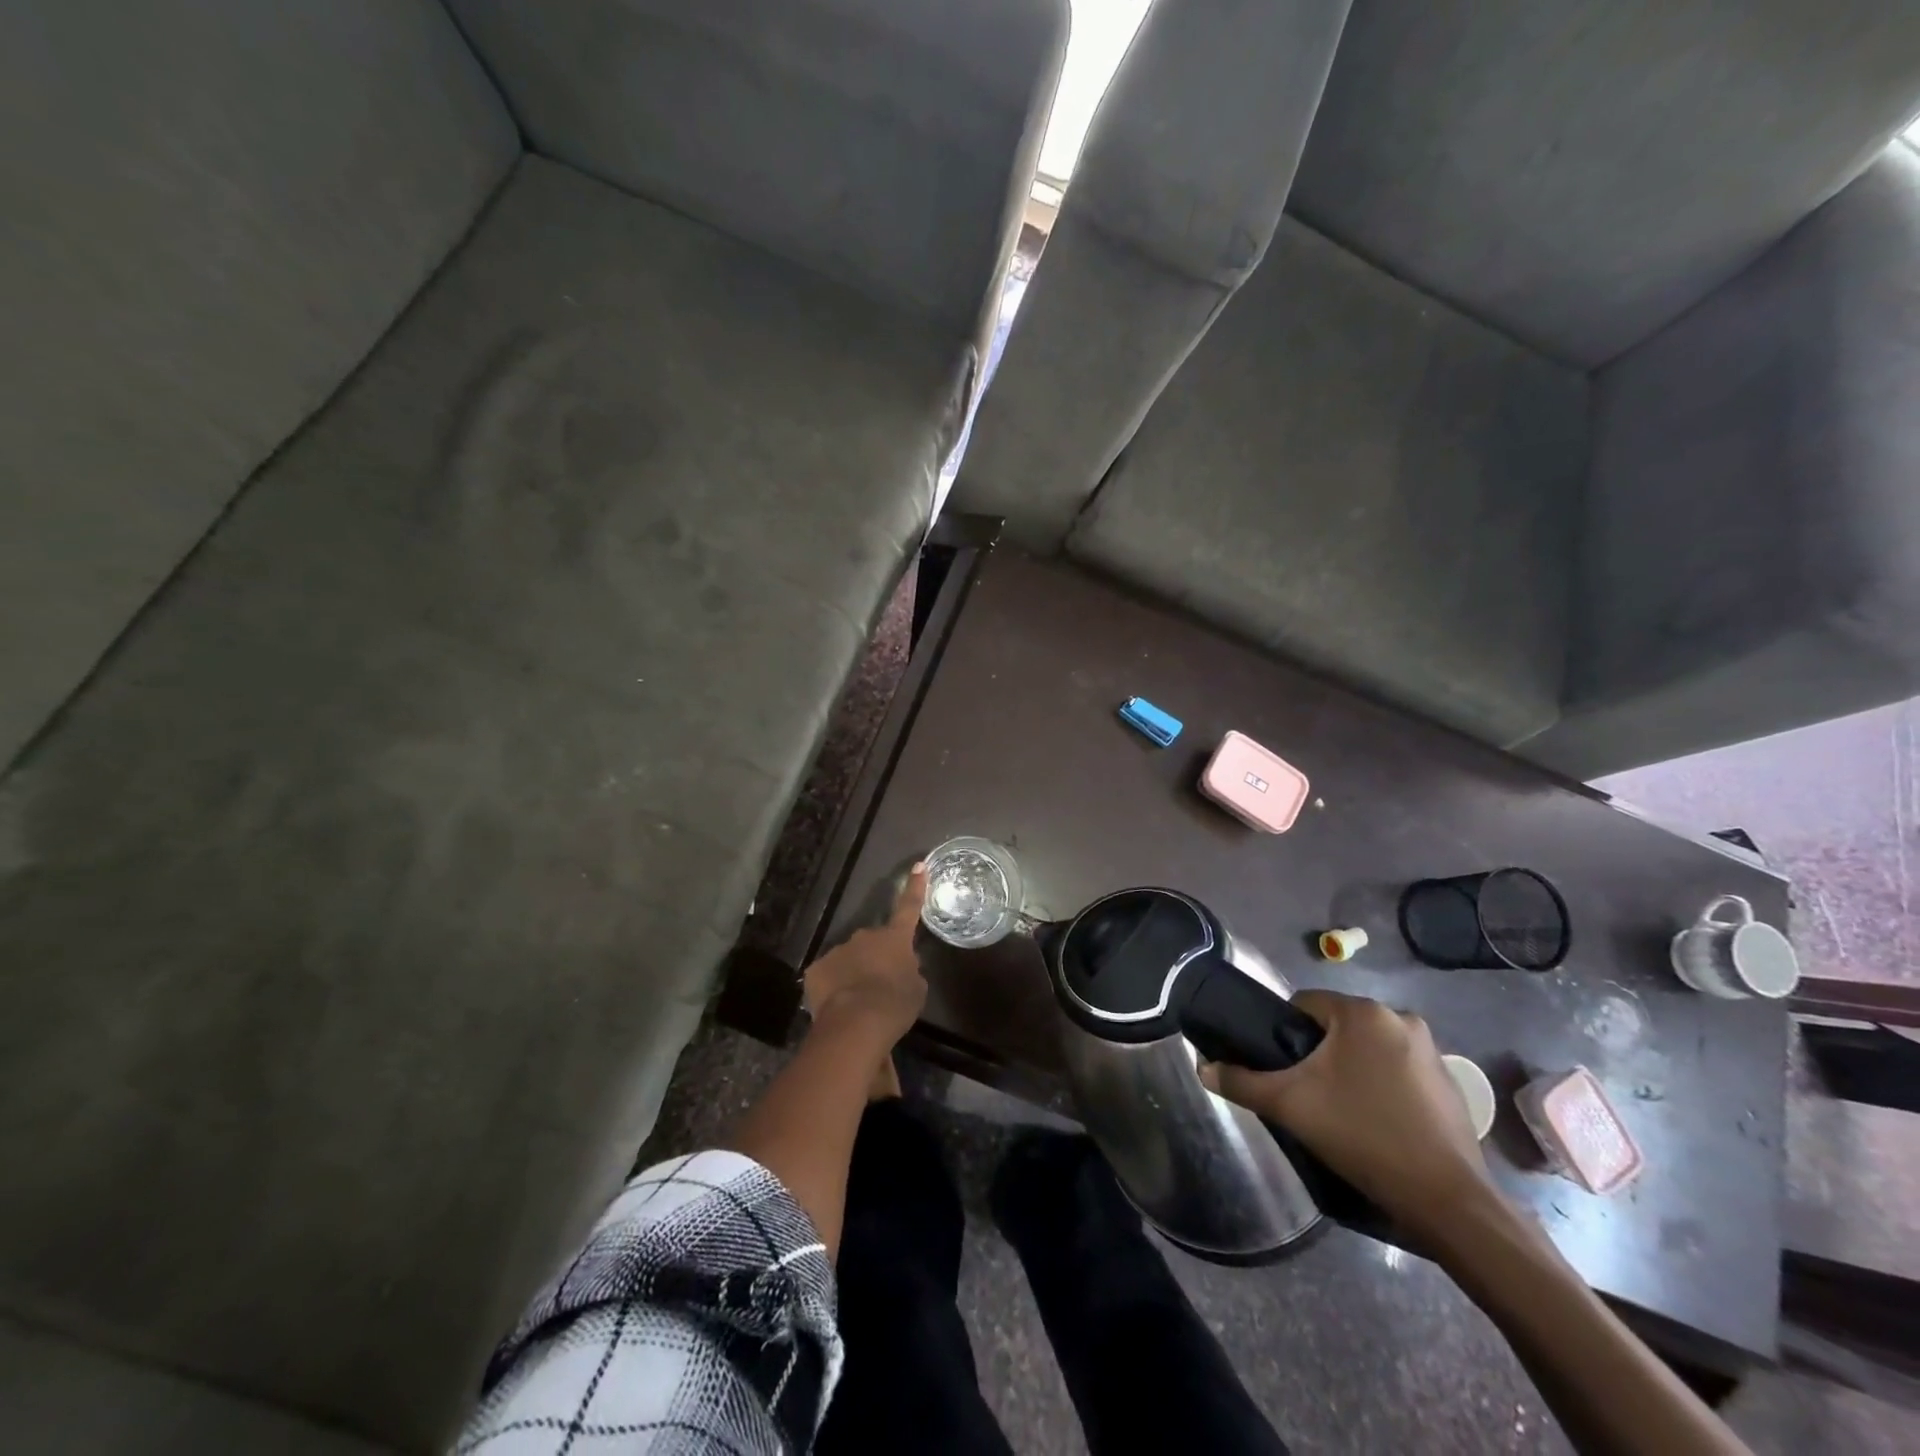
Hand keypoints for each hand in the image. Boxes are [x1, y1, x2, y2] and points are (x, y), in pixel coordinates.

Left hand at [802, 863, 928, 1046]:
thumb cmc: (895, 1004)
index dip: (915, 888)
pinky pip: (828, 975)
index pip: (908, 908)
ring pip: (848, 958)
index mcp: (894, 938)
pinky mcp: (816, 969)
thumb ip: (910, 971)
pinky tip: (838, 1006)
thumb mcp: (916, 989)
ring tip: (859, 1003)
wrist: (856, 1022)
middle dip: (876, 957)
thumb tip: (903, 966)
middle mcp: (865, 936)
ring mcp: (838, 950)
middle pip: (873, 943)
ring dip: (854, 973)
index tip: (919, 866)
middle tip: (880, 984)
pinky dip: (834, 987)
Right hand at [1201, 990, 1497, 1243]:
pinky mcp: (1450, 1084)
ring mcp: (1432, 1051)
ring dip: (1351, 1069)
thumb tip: (1203, 1067)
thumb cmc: (1362, 1134)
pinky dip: (1382, 1086)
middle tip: (1306, 1093)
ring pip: (1369, 1048)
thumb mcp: (1289, 1105)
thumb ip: (1242, 1081)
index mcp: (1364, 1012)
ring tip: (1339, 1111)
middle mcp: (1401, 1018)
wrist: (1446, 1201)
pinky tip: (1376, 1123)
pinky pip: (1398, 1070)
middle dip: (1319, 1053)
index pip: (1305, 1004)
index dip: (1284, 1032)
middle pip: (1338, 1026)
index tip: (1280, 1068)